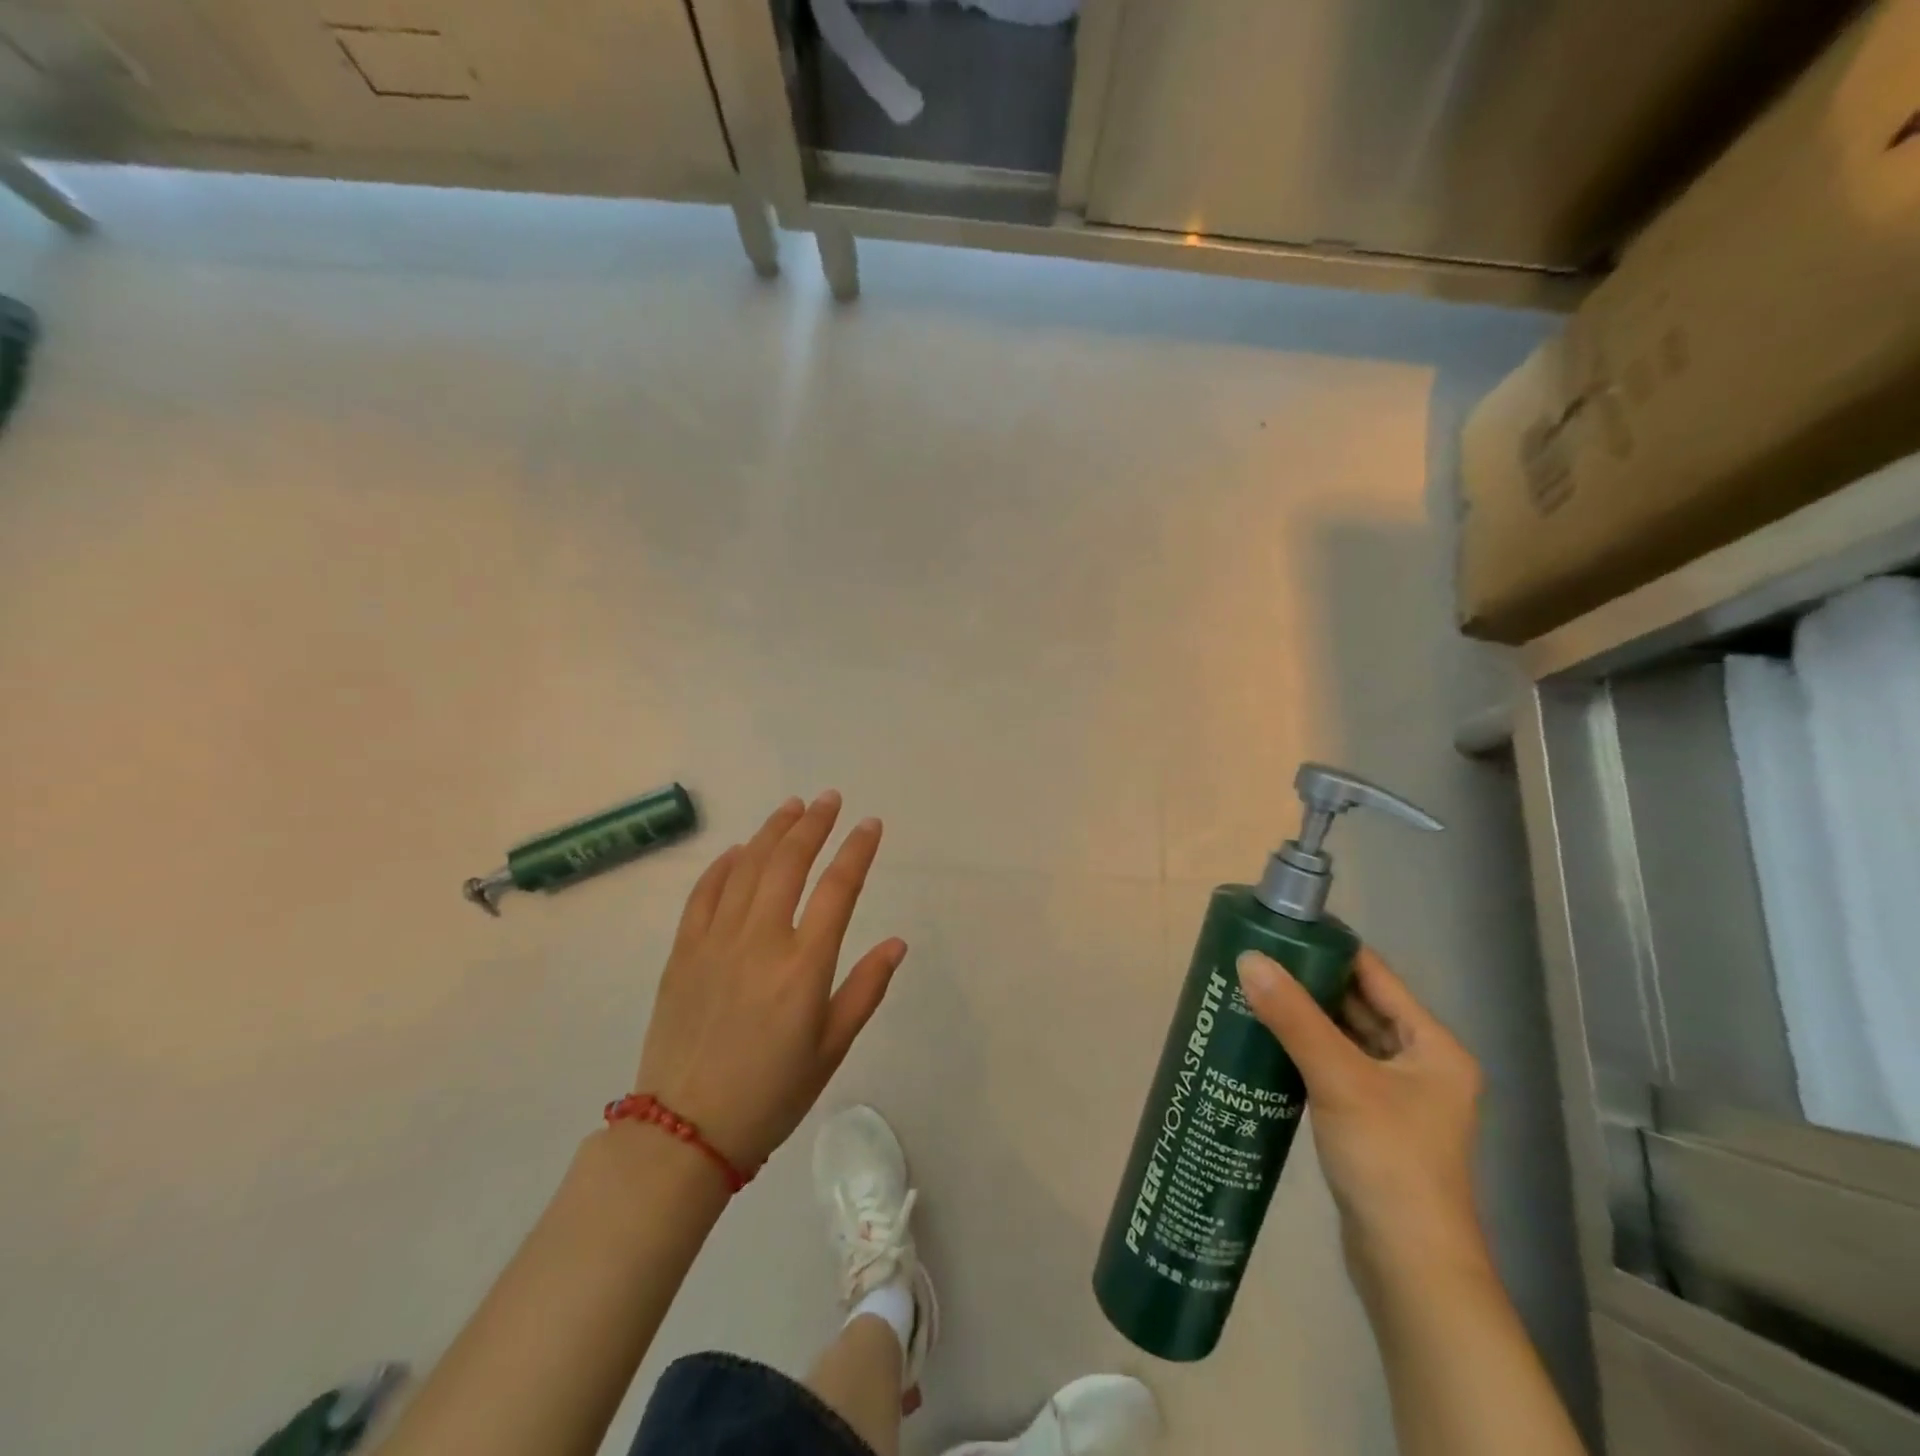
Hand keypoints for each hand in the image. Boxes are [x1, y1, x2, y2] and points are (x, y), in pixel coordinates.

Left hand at [635, 792, 906, 1171]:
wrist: (684, 1132)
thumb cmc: (771, 1094)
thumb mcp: (831, 1048)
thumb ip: (865, 989)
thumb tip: (897, 942)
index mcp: (803, 966)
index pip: (838, 888)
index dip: (857, 850)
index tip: (870, 824)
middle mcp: (760, 940)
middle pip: (789, 863)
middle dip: (813, 824)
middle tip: (829, 799)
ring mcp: (716, 941)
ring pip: (746, 867)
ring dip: (771, 832)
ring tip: (791, 807)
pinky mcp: (683, 951)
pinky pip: (703, 893)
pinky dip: (723, 865)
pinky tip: (737, 850)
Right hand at [1236, 946, 1488, 1298]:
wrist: (1408, 1267)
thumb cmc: (1389, 1160)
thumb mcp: (1339, 1078)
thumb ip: (1293, 1017)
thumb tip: (1248, 959)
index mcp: (1433, 1046)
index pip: (1375, 976)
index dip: (1330, 948)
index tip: (1281, 929)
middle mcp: (1421, 1065)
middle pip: (1358, 1006)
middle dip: (1309, 983)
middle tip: (1255, 960)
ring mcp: (1398, 1098)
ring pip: (1344, 1039)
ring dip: (1304, 1018)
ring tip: (1252, 992)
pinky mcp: (1373, 1124)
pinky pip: (1335, 1069)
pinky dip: (1305, 1052)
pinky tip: (1266, 1043)